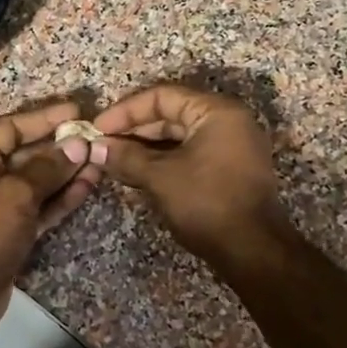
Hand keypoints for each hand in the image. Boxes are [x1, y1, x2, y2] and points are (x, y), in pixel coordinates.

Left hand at [0, 101, 105, 337]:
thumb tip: (77, 146)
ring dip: (67, 172)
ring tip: (100, 160)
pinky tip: (88, 184)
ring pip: (37, 181)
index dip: (44, 119)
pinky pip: (40, 205)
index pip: (11, 128)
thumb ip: (47, 169)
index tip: (76, 112)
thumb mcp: (15, 195)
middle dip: (61, 147)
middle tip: (96, 138)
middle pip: (26, 154)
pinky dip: (62, 197)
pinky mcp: (13, 229)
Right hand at [94, 84, 288, 265]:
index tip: (97, 128)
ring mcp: (230, 147)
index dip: (125, 111)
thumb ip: (126, 157)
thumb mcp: (160, 177)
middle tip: (101, 146)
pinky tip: (134, 174)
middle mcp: (227, 122)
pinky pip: (188, 155)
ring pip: (177, 138)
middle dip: (133, 131)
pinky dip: (161, 162)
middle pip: (170, 115)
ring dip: (144, 149)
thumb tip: (95, 148)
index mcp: (216, 112)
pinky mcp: (227, 171)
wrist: (251, 251)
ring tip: (112, 161)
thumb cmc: (206, 203)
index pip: (162, 97)